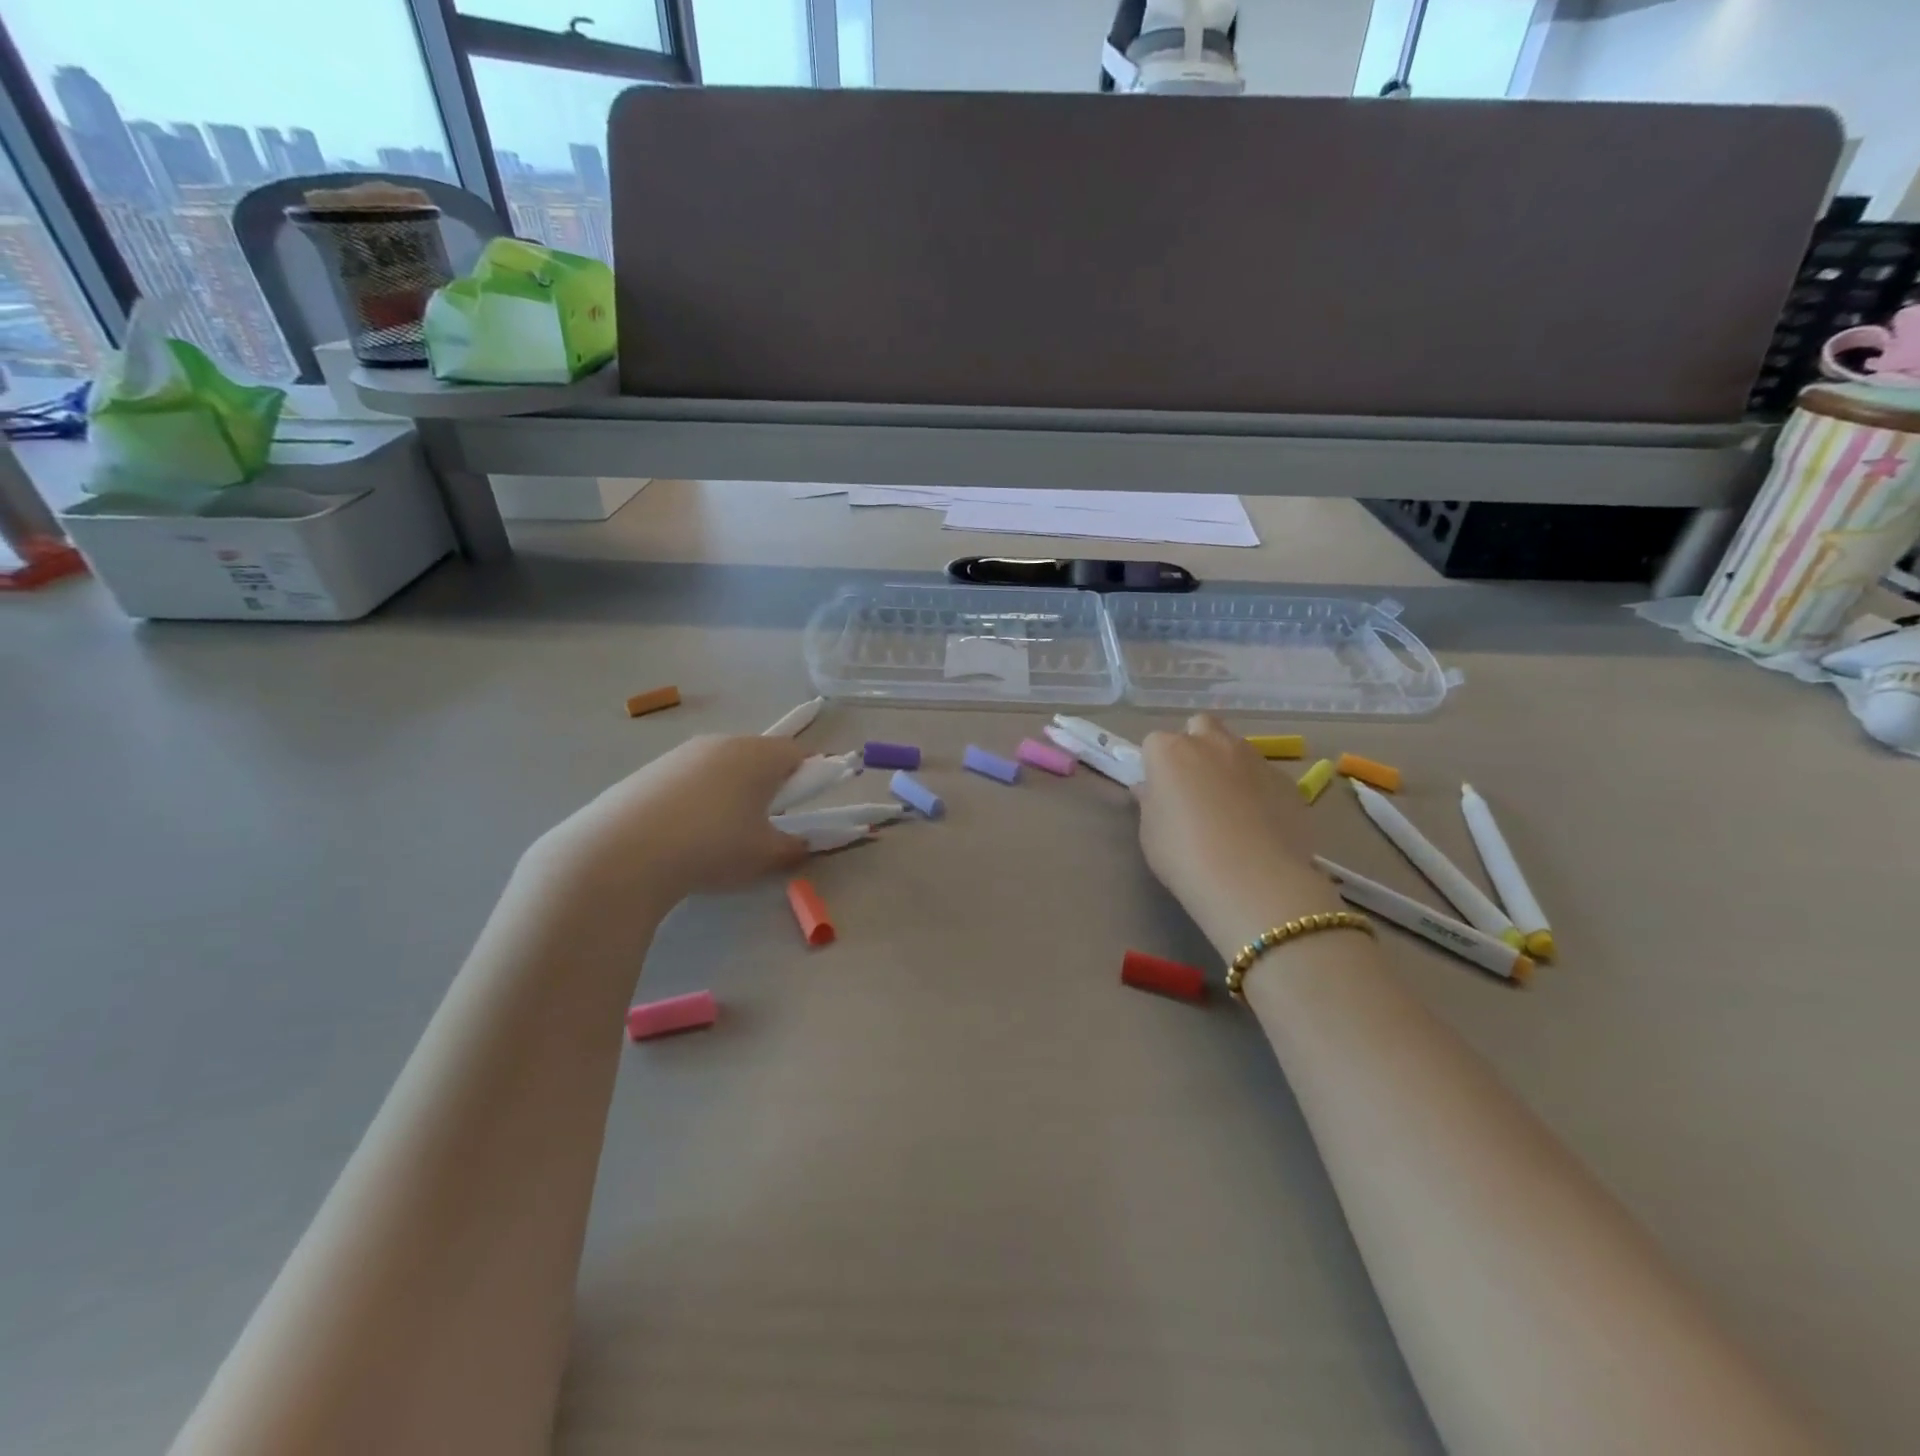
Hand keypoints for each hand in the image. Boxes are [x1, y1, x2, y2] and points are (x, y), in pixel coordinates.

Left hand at [526, 734, 810, 914]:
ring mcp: (682, 753)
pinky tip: (682, 833)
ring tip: (718, 834)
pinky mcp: (651, 769)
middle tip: (764, 824)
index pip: (799, 754)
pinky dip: (697, 798)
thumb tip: (802, 844)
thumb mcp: (764, 855)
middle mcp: (723, 742)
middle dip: (768, 785)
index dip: (811, 777)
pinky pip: (690, 778)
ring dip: (731, 791)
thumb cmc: (712, 846)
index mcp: (759, 755)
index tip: (805, 807)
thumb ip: (793, 847)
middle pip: (759, 755)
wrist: (622, 852)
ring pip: (722, 766)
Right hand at [1134, 715, 1341, 953]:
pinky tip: (1258, 823)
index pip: (1154, 743)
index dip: (1155, 766)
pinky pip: (1265, 775)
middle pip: (1200, 726)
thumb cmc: (1185, 855)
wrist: (1253, 881)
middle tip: (1193, 784)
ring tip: (1229, 806)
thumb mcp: (1150, 833)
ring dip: (1228, 765)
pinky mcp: (1287, 781)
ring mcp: (1254, 759)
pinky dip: (1258, 789)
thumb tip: (1152, 789)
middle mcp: (1213, 743)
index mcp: (1170, 751)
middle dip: (1195, 744)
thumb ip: (1151, 802)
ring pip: (1236, 748)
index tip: (1158, 791)